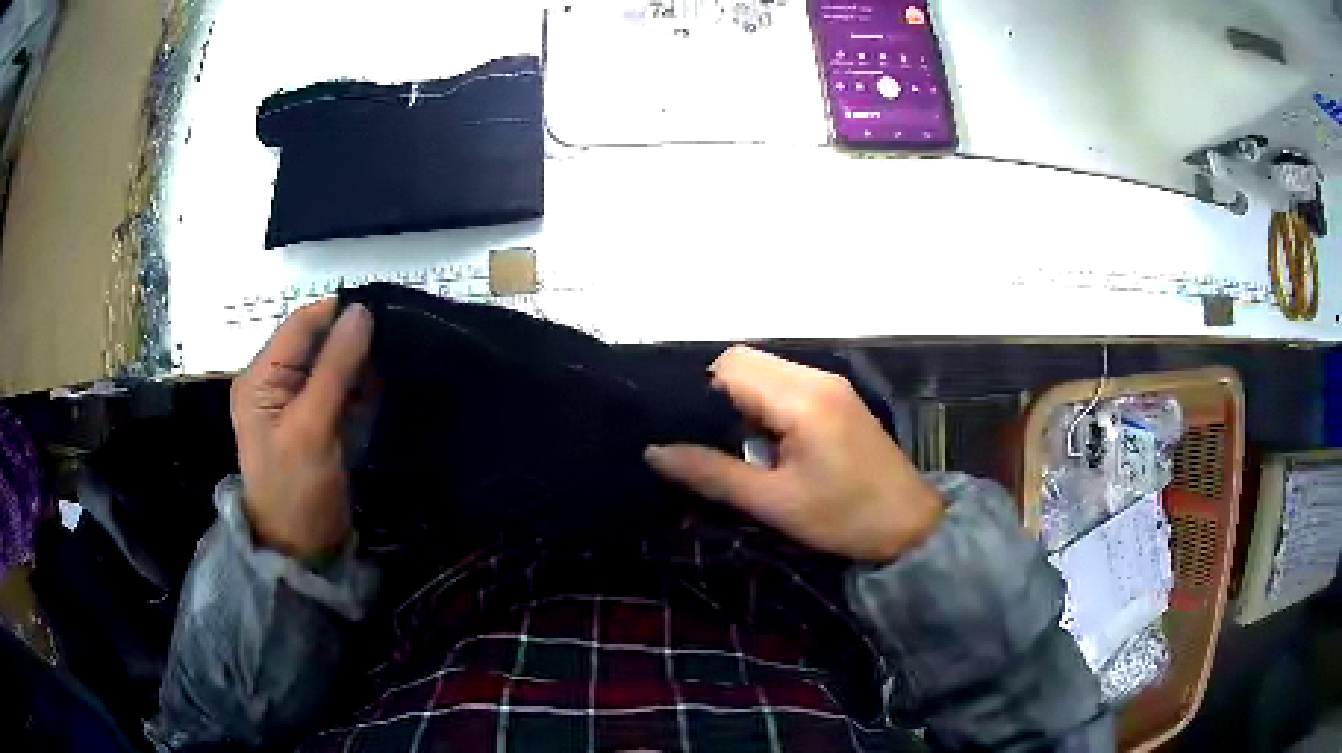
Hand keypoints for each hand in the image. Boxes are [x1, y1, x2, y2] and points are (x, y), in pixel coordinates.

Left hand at [230, 300, 372, 557]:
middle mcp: (274, 383)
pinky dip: (360, 388)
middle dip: (352, 341)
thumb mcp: (312, 427)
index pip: (300, 326)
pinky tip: (381, 391)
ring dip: (360, 365)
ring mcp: (295, 403)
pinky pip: (339, 390)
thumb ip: (335, 368)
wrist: (302, 552)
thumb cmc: (297, 490)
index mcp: (260, 377)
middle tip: (396, 341)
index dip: (337, 313)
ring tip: (394, 365)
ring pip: (332, 365)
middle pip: (316, 343)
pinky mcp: (316, 422)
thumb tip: (361, 311)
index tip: (384, 311)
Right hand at [645, 346, 942, 561]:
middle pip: (744, 360)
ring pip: (763, 369)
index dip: (697, 393)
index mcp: (801, 398)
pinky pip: (784, 383)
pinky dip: (761, 402)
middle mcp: (815, 377)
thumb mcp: (775, 503)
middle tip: (705, 440)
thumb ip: (713, 473)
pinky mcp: (836, 396)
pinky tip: (760, 440)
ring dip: (738, 398)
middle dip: (715, 393)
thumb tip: (654, 451)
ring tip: (729, 443)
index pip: (729, 367)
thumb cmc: (844, 518)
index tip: (681, 431)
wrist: (910, 525)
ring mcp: (829, 383)